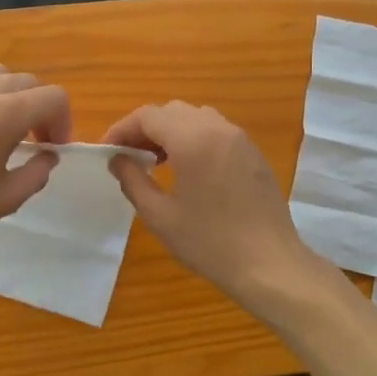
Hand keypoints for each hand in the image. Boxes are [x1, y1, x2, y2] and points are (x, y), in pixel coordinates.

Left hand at [0, 65, 70, 258]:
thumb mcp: (5, 198)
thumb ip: (37, 173)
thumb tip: (47, 156)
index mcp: (6, 113)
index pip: (53, 97)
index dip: (63, 121)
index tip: (53, 149)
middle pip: (27, 82)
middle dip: (39, 109)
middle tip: (33, 142)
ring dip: (10, 97)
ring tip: (2, 130)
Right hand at [103, 101, 331, 313]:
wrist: (269, 263)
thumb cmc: (209, 242)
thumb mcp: (159, 216)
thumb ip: (133, 181)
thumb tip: (117, 160)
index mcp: (193, 139)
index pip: (148, 116)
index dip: (122, 129)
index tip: (107, 152)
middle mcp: (218, 128)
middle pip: (171, 111)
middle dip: (145, 129)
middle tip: (128, 157)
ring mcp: (240, 139)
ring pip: (196, 117)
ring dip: (170, 131)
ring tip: (156, 162)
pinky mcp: (253, 153)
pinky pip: (216, 131)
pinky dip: (194, 138)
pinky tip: (188, 170)